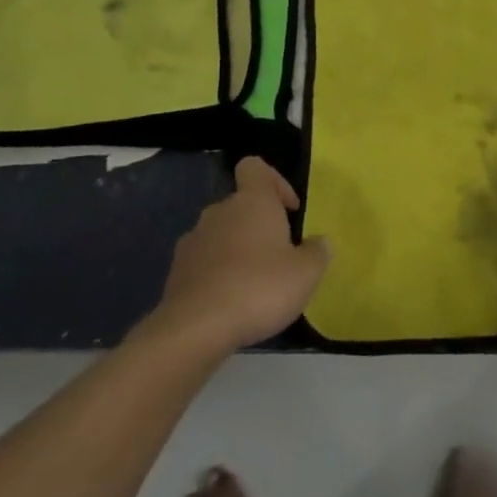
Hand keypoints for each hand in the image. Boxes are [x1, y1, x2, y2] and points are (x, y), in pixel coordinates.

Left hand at [156, 158, 331, 351]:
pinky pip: (203, 261)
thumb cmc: (259, 288)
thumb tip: (320, 242)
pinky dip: (217, 273)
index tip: (289, 210)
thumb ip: (318, 252)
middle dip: (259, 225)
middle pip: (240, 204)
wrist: (195, 329)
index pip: (255, 167)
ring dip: (237, 249)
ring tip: (253, 284)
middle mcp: (220, 211)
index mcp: (252, 201)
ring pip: (221, 233)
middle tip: (278, 256)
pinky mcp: (176, 270)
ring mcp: (193, 239)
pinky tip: (229, 301)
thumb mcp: (305, 274)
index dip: (275, 182)